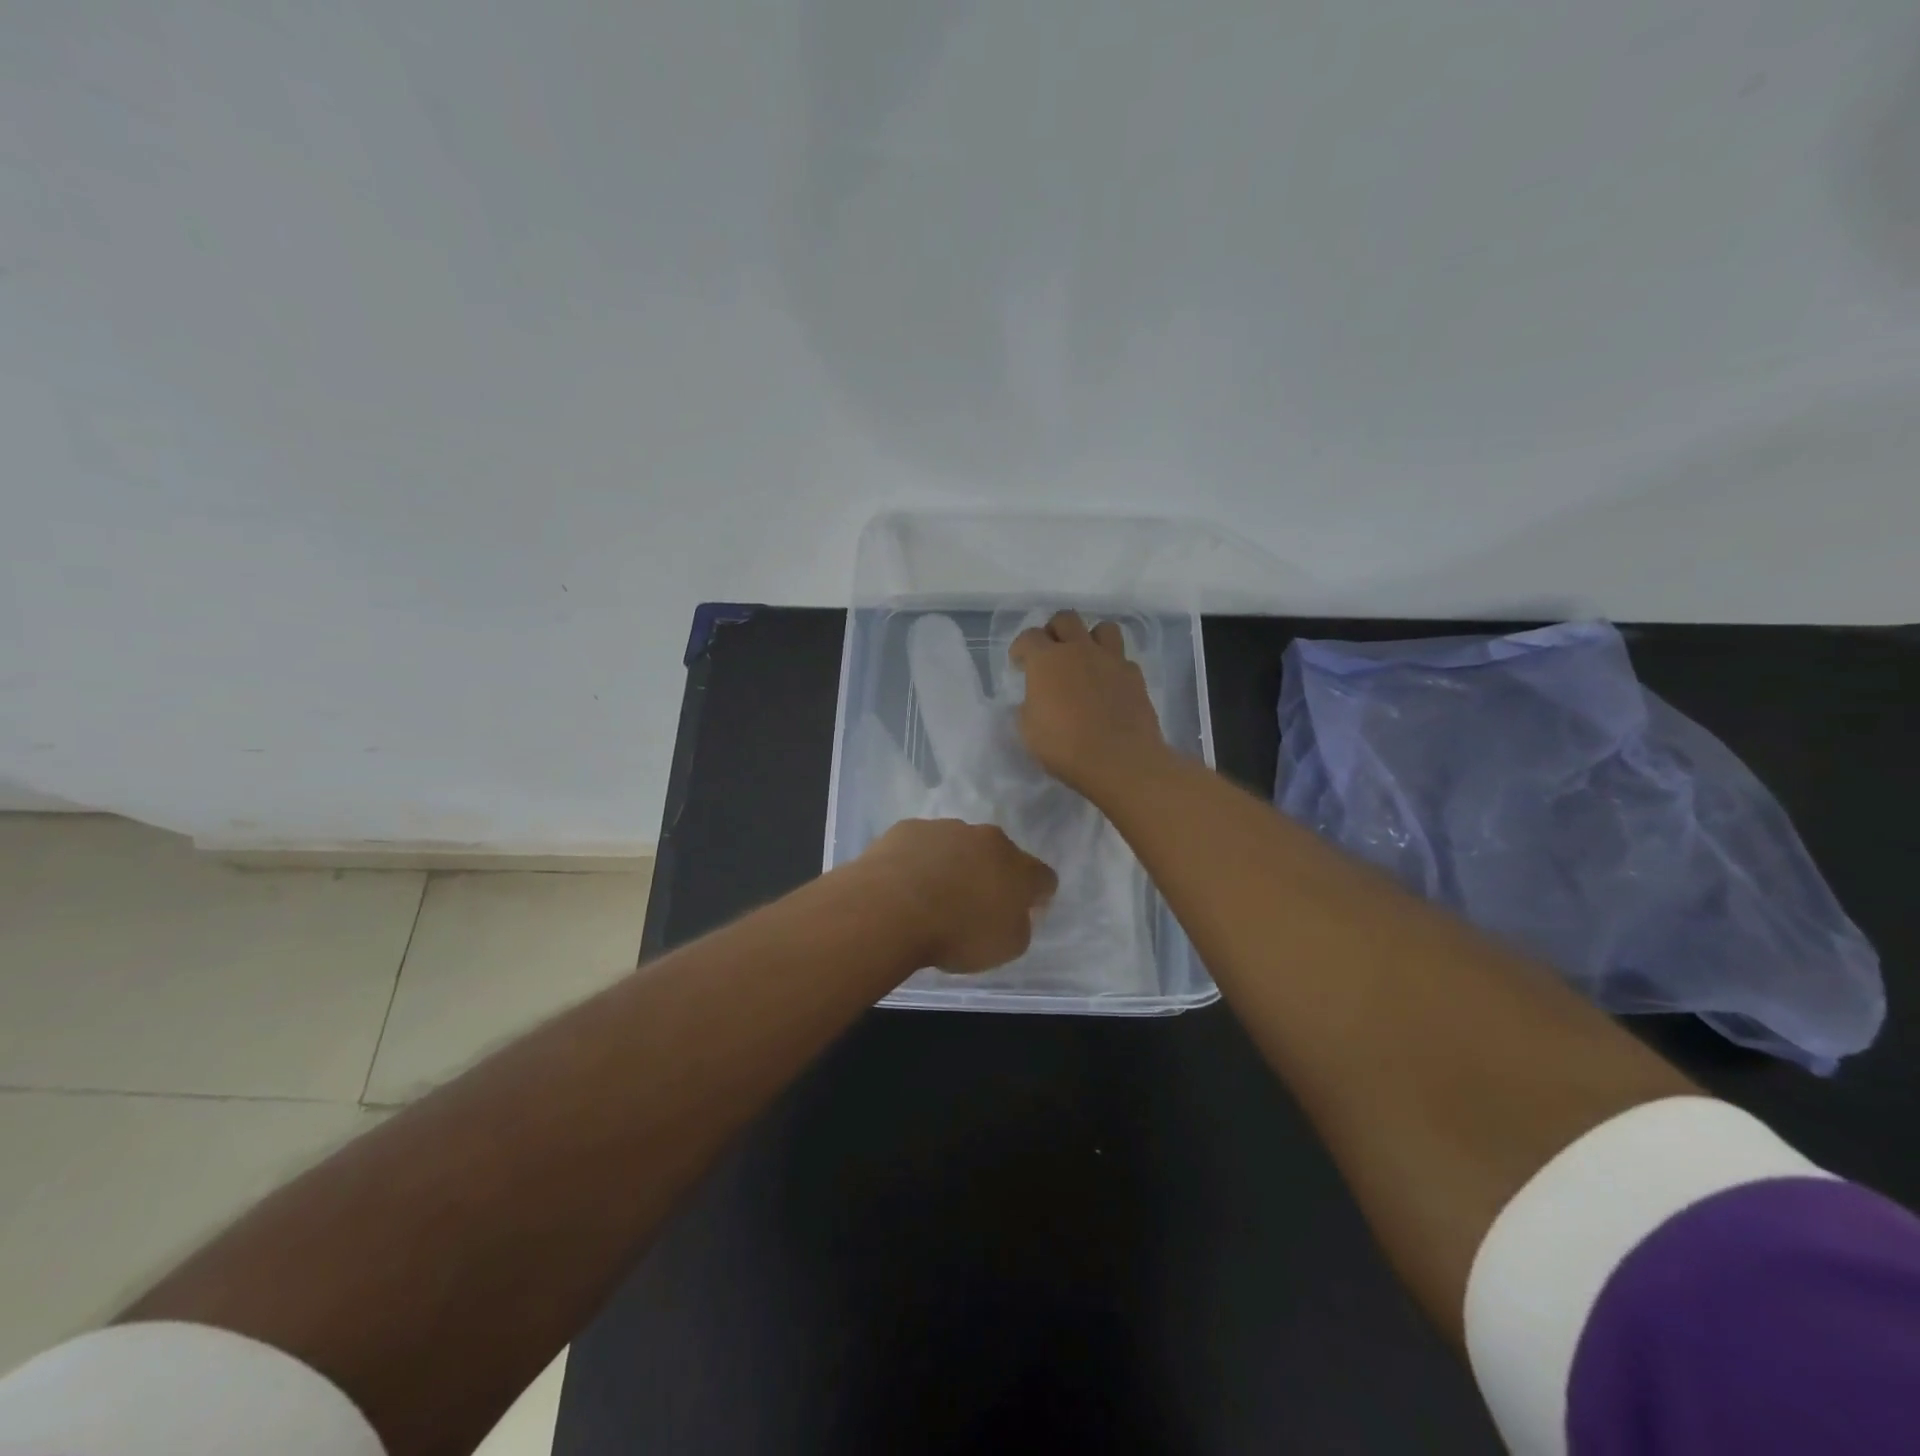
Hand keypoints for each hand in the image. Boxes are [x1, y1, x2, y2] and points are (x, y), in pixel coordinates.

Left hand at [853, 819, 1057, 972]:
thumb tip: (1013, 912)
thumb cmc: (957, 933)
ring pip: (959, 845)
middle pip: (999, 855)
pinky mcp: (909, 827)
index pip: (1043, 877)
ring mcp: (946, 828)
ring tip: (932, 896)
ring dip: (953, 864)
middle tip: (973, 905)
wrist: (891, 908)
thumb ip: (1018, 925)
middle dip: (992, 874)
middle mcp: (987, 839)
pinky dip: (919, 860)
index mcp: (1019, 867)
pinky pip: (922, 844)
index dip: (1036, 896)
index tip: (1021, 913)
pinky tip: (904, 884)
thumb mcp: (1006, 947)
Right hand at [1010, 610, 1169, 801]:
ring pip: (1103, 628)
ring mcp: (1112, 660)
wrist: (1120, 760)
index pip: (1029, 637)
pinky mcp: (1135, 676)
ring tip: (1085, 660)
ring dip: (1090, 638)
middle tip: (1051, 654)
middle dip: (1054, 631)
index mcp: (1047, 660)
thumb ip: (1028, 706)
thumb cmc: (1064, 746)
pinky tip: (1108, 685)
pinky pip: (1123, 659)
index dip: (1021, 648)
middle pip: (1066, 619)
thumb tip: (1036, 699)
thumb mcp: (1028, 730)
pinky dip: (1113, 666)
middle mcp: (1079, 650)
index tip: (1019, 665)